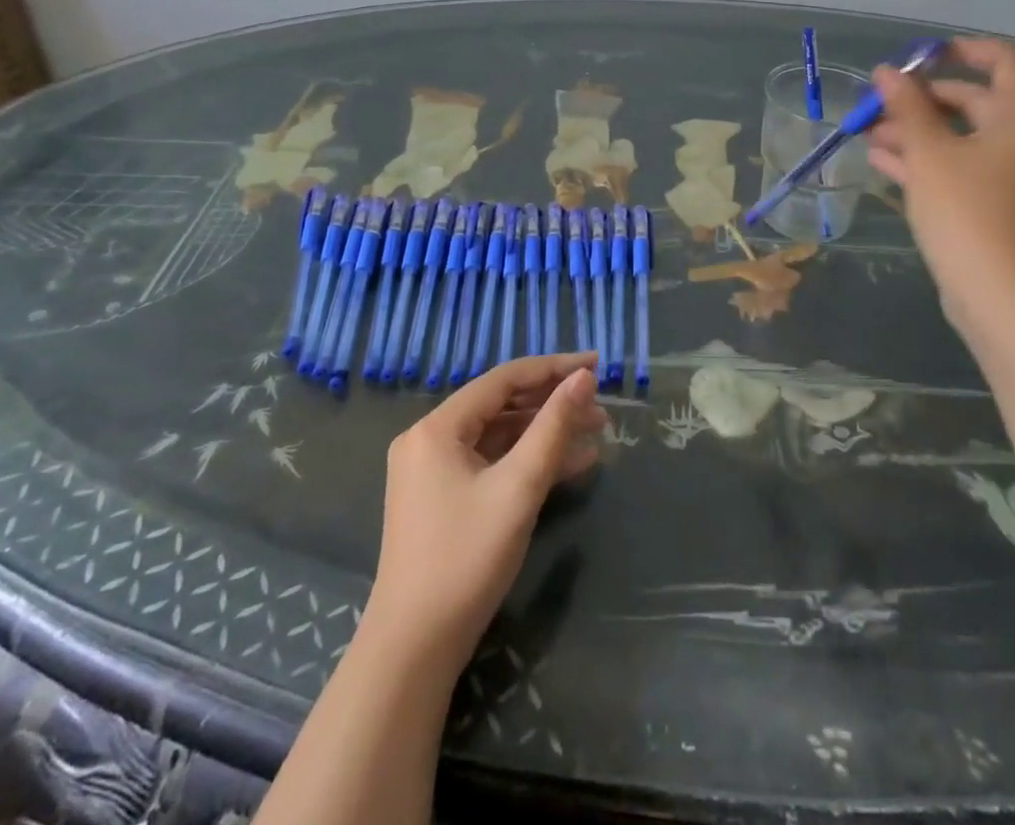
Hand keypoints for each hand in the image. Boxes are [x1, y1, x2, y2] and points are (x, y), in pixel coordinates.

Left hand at [366, 352, 606, 670]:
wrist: (414, 650)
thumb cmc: (466, 559)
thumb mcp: (518, 487)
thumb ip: (553, 427)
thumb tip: (584, 378)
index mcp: (437, 428)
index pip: (504, 379)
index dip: (553, 368)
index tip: (596, 364)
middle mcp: (430, 440)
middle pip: (502, 405)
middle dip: (553, 403)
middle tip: (601, 404)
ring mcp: (434, 471)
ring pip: (500, 436)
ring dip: (546, 433)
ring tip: (596, 431)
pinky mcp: (443, 499)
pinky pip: (492, 464)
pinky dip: (528, 461)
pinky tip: (572, 463)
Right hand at [868, 37, 1014, 337]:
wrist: (998, 295)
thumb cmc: (966, 211)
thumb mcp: (929, 153)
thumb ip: (907, 107)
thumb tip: (887, 71)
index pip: (1004, 60)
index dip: (962, 50)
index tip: (920, 57)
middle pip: (975, 101)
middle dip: (923, 100)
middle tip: (880, 102)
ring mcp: (1013, 176)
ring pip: (962, 139)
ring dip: (917, 132)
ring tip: (869, 134)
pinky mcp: (996, 205)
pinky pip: (961, 168)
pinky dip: (926, 161)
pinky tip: (882, 161)